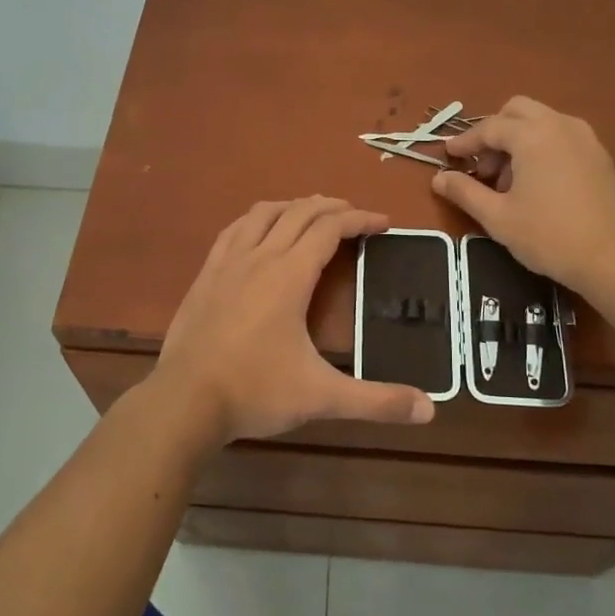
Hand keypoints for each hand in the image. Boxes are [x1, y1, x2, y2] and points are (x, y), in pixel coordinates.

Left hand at [156, 197, 434, 443]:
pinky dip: (256, 220)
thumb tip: (430, 409)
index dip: (360, 219)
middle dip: (332, 207)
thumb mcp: (321, 397)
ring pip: (264, 214)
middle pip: (299, 212)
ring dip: (293, 206)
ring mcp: (227, 262)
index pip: (330, 229)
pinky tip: (258, 231)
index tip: (383, 222)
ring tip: (312, 214)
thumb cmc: (255, 392)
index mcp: (289, 275)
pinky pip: (234, 230)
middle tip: (355, 216)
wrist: (184, 401)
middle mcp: (259, 257)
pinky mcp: (205, 275)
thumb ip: (376, 401)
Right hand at [433, 97, 614, 298]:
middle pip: (517, 111)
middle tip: (482, 167)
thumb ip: (465, 192)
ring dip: (518, 139)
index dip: (465, 142)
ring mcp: (585, 138)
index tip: (448, 156)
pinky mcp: (600, 156)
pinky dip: (541, 147)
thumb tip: (439, 178)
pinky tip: (537, 184)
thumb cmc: (549, 236)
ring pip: (542, 121)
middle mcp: (560, 125)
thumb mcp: (498, 218)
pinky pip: (561, 136)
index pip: (489, 128)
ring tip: (508, 181)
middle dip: (494, 132)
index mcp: (533, 135)